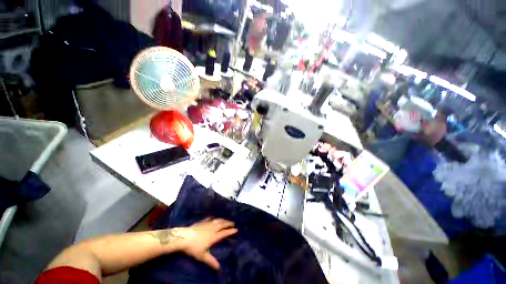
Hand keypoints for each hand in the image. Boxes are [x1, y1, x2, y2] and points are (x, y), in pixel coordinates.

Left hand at [177, 218, 236, 269]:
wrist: (184, 238)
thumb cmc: (194, 247)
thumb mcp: (202, 256)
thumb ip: (211, 261)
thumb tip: (218, 268)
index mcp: (214, 236)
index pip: (224, 233)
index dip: (231, 231)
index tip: (236, 229)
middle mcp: (213, 228)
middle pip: (223, 224)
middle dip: (228, 223)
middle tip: (233, 223)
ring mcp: (208, 224)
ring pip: (218, 220)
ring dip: (223, 220)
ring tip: (226, 220)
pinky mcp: (202, 222)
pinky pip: (210, 218)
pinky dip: (214, 218)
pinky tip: (214, 217)